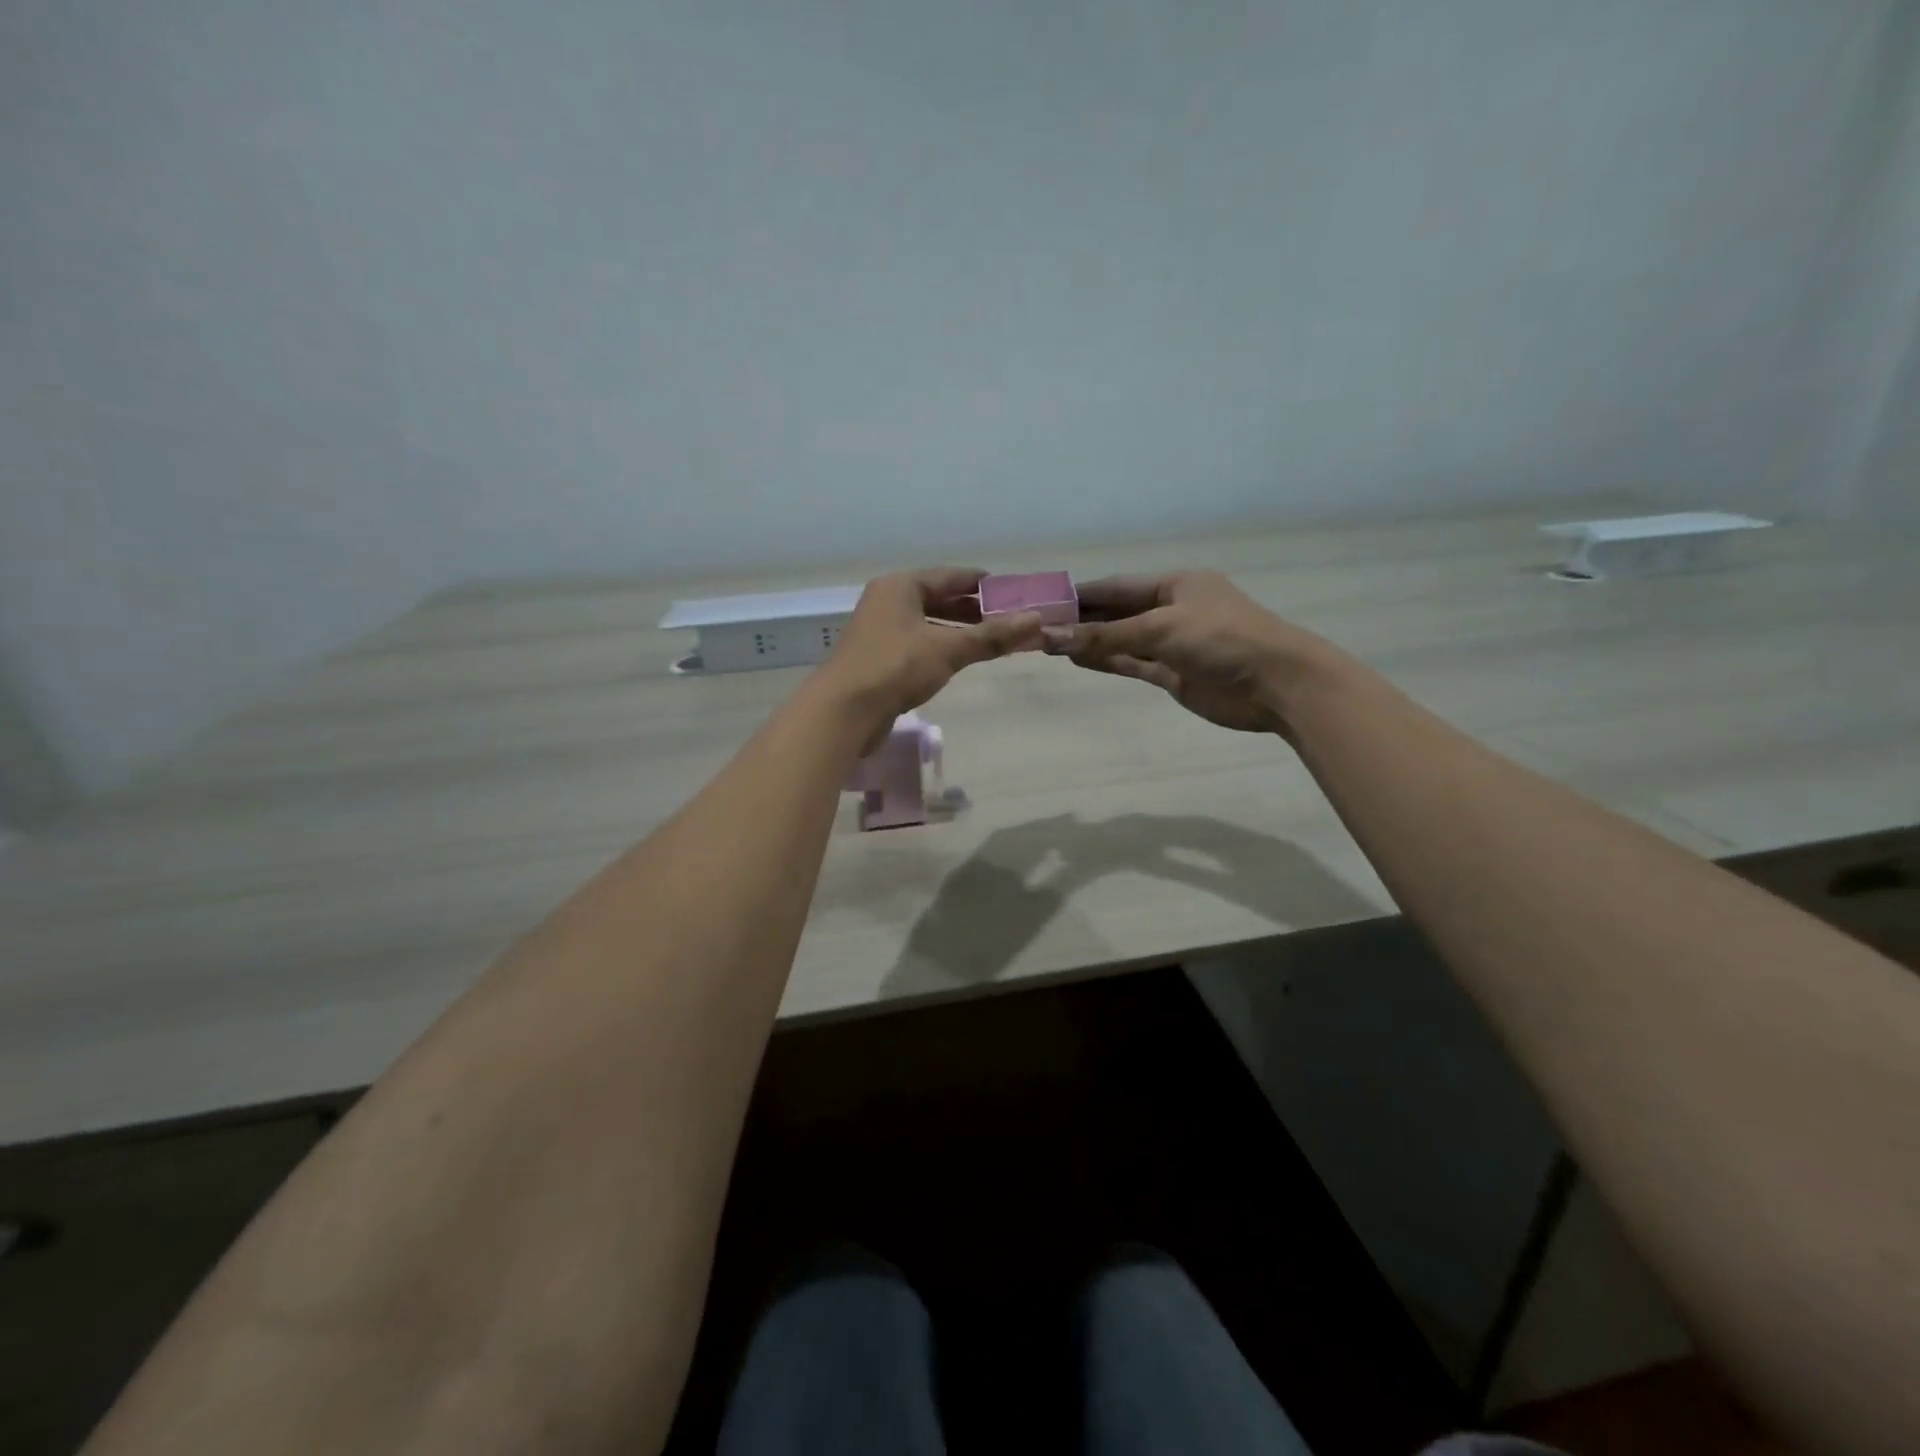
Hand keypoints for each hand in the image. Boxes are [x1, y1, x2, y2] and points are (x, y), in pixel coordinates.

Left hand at [818, 568, 1042, 728]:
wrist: (844, 711)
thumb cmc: (896, 668)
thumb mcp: (949, 649)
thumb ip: (992, 636)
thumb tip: (1036, 621)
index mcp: (901, 585)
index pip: (951, 576)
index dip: (984, 584)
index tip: (1014, 593)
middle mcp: (888, 601)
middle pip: (939, 598)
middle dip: (974, 610)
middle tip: (1009, 620)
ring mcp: (880, 630)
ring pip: (928, 623)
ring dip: (958, 631)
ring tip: (991, 641)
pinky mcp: (878, 658)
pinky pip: (918, 644)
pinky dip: (941, 648)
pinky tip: (959, 661)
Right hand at [1042, 571, 1334, 735]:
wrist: (1275, 683)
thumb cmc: (1222, 638)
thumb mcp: (1161, 628)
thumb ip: (1106, 636)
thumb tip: (1052, 637)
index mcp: (1176, 584)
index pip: (1118, 586)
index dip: (1082, 594)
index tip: (1045, 601)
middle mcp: (1172, 610)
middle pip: (1118, 612)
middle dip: (1082, 619)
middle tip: (1039, 626)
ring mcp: (1173, 644)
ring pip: (1122, 640)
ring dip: (1090, 642)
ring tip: (1048, 644)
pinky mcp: (1174, 674)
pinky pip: (1133, 664)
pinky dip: (1108, 661)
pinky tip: (1078, 660)